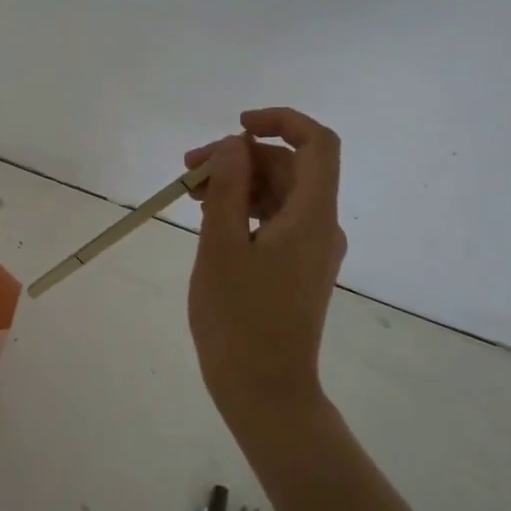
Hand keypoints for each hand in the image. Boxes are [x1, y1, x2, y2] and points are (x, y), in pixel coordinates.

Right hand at [184, 108, 346, 425]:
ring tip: (190, 194)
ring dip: (239, 184)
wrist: (265, 389)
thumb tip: (234, 145)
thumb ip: (228, 188)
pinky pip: (276, 222)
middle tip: (189, 170)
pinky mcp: (298, 269)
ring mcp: (312, 250)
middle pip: (291, 168)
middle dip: (241, 158)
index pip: (317, 143)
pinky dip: (245, 210)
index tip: (235, 128)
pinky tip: (210, 219)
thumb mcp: (221, 247)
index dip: (281, 121)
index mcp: (312, 216)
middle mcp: (322, 227)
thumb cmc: (239, 318)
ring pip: (280, 195)